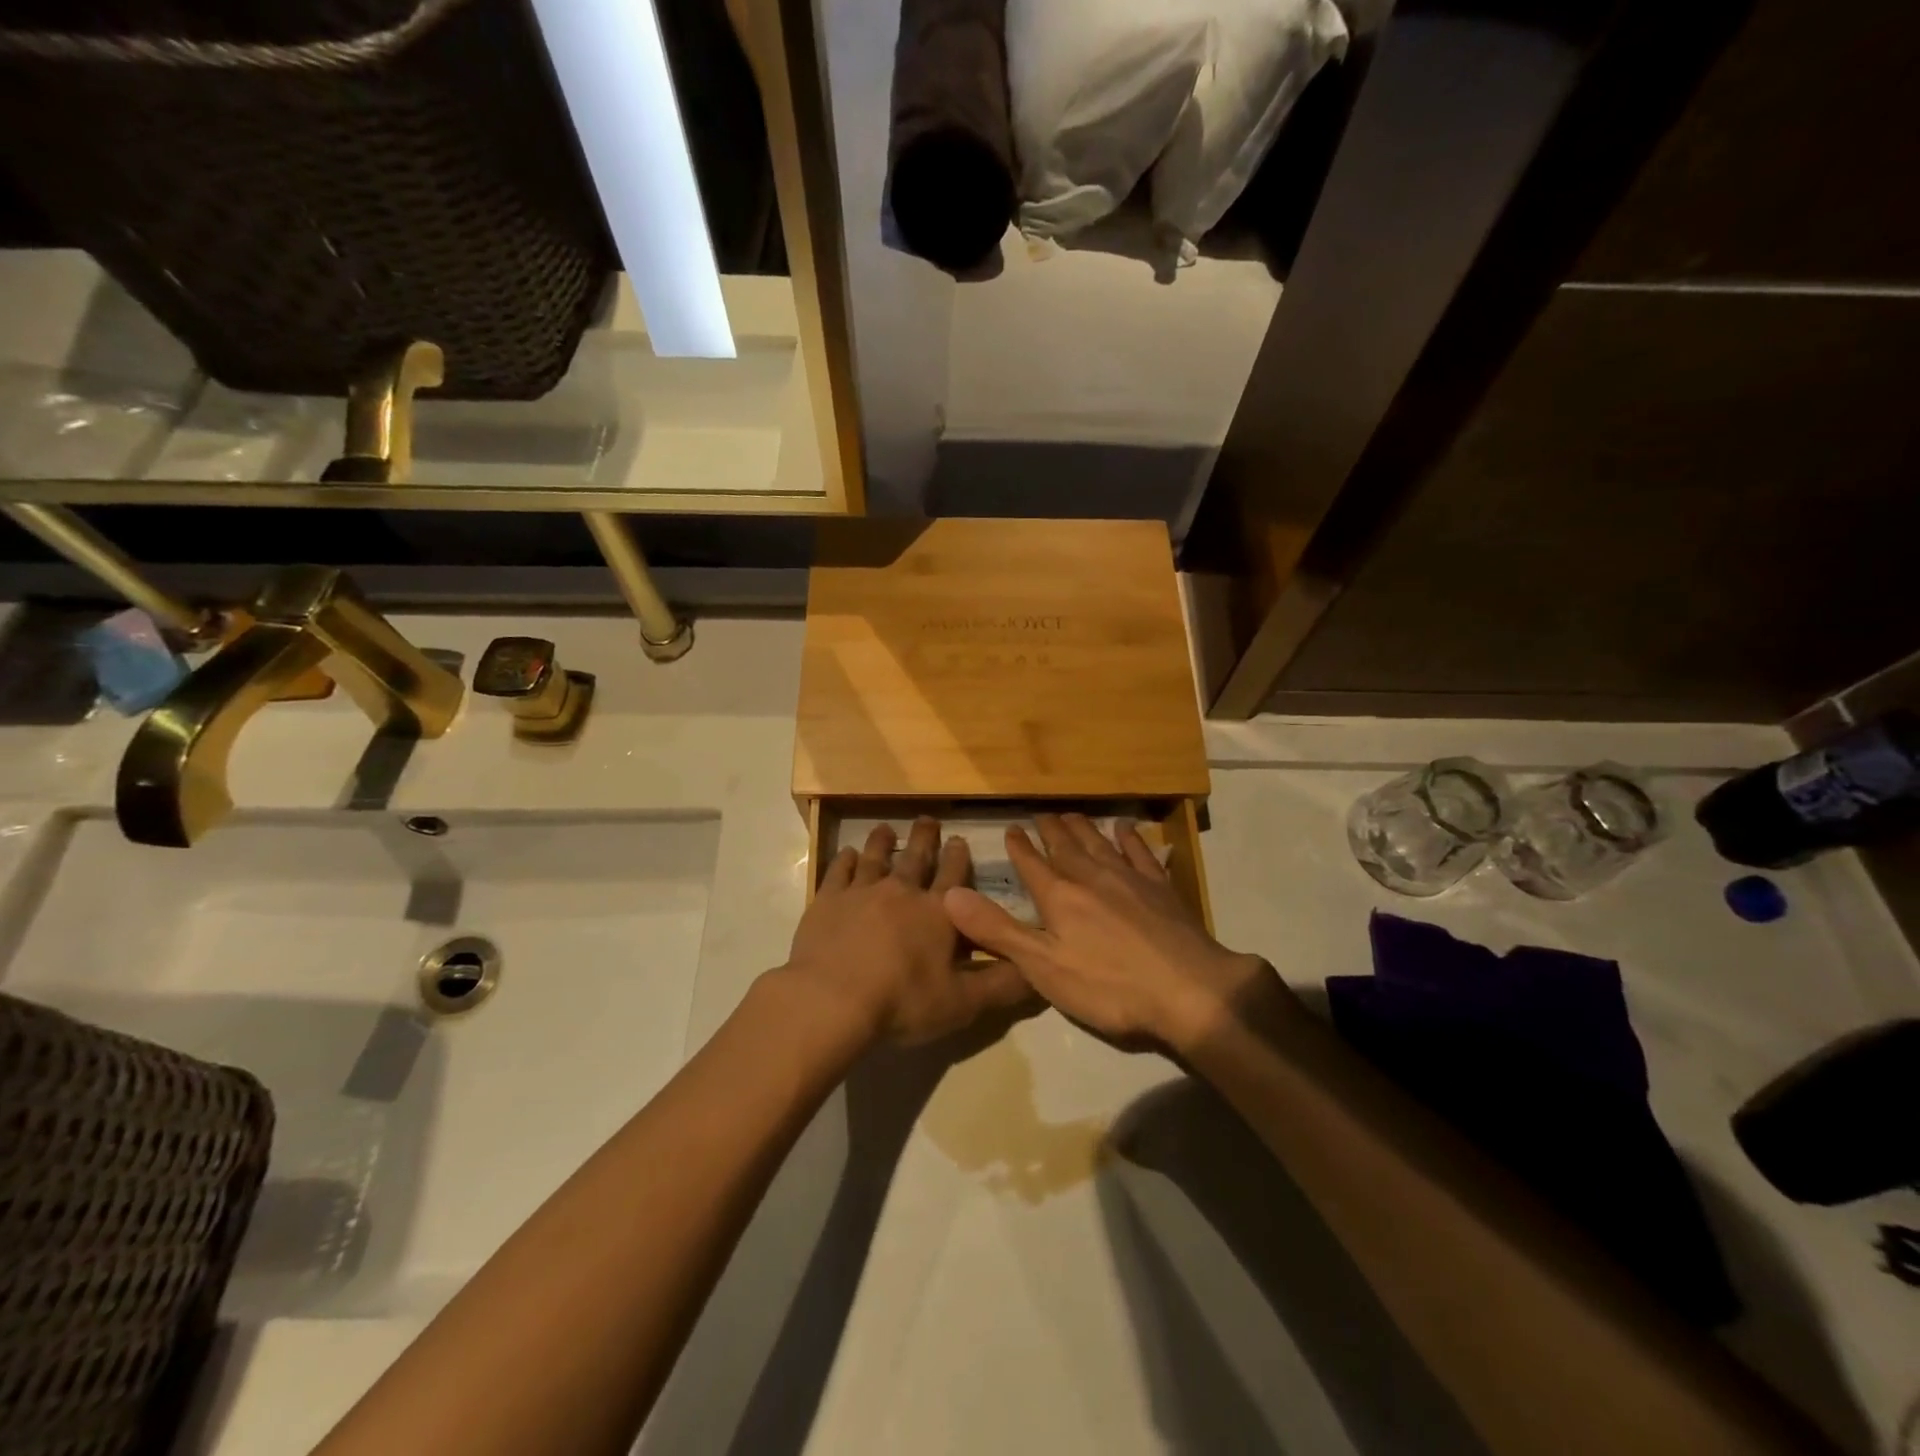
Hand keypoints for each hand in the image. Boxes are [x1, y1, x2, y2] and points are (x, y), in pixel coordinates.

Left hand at [782, 818, 1033, 1045]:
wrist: (833, 999)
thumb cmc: (903, 1002)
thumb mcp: (963, 1003)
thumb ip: (1002, 985)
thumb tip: (1038, 971)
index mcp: (938, 913)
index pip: (954, 877)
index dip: (959, 857)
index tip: (960, 839)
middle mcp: (902, 892)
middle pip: (916, 858)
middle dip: (925, 838)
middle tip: (928, 819)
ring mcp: (862, 892)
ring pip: (876, 858)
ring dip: (883, 841)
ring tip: (886, 829)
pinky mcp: (828, 900)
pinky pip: (839, 872)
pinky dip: (845, 860)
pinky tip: (848, 854)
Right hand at [943, 813, 1276, 1052]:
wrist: (1189, 990)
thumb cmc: (1109, 986)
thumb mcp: (1043, 967)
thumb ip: (997, 931)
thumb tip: (950, 895)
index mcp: (1059, 897)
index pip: (1032, 864)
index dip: (1019, 847)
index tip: (1011, 829)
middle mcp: (1091, 878)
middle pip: (1065, 847)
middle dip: (1050, 830)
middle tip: (1041, 814)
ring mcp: (1129, 879)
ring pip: (1099, 844)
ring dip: (1083, 828)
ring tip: (1072, 815)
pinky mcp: (1161, 888)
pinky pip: (1140, 853)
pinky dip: (1130, 838)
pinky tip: (1125, 828)